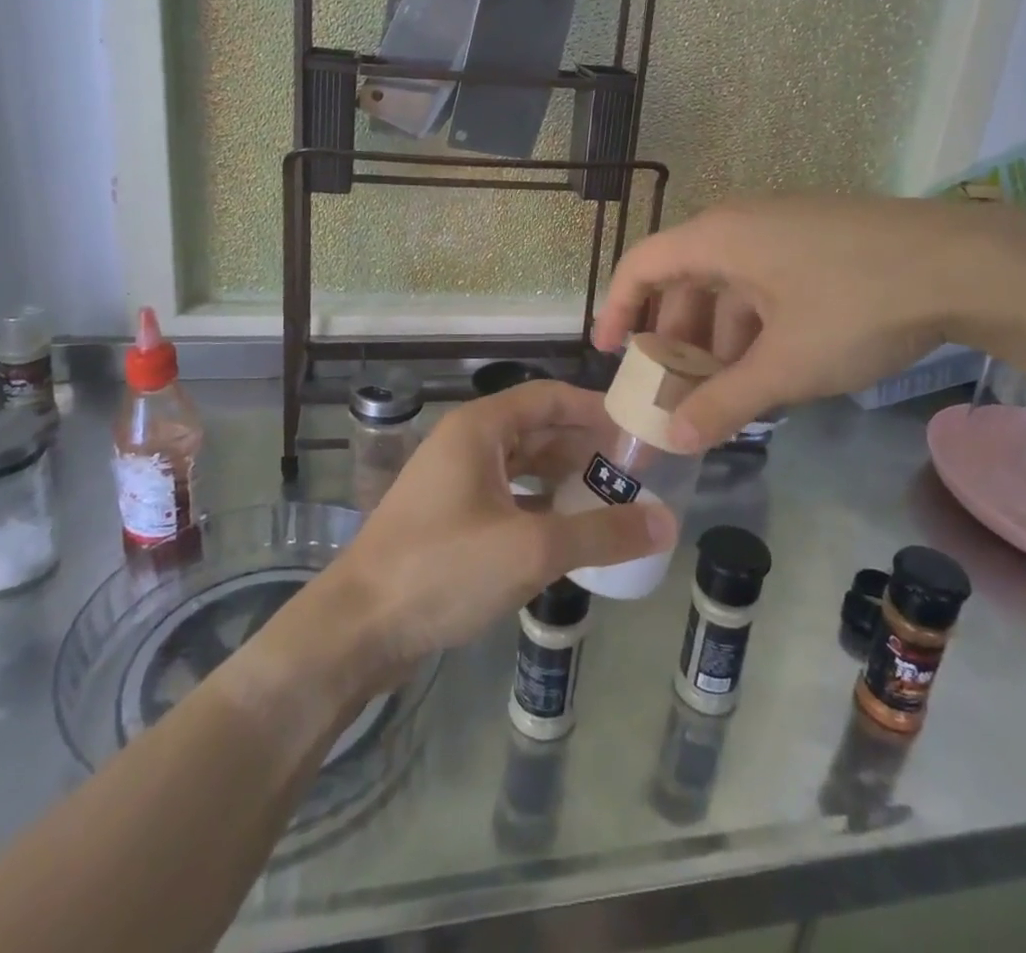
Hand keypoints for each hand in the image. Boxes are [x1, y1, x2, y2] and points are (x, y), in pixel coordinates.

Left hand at [325, 381, 676, 676]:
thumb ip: (602, 533)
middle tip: (635, 471)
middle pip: (537, 430)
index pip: (549, 397)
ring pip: (522, 466)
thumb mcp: (532, 550)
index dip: (595, 409)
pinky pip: (507, 497)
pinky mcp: (449, 518)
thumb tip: (668, 523)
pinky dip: (540, 506)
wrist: (357, 628)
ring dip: (564, 478)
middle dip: (585, 447)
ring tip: (611, 500)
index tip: (638, 429)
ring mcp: (454, 481)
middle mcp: (466, 443)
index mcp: (479, 428)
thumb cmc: (443, 570)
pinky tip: (568, 533)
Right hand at [595, 195, 989, 449]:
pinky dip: (755, 324)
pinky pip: (765, 281)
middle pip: (685, 278)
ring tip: (727, 389)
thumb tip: (674, 440)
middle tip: (673, 385)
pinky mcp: (820, 240)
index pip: (641, 265)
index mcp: (718, 238)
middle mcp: (743, 223)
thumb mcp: (784, 366)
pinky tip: (774, 366)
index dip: (617, 308)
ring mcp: (785, 228)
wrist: (968, 264)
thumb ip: (723, 404)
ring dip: (719, 337)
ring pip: (729, 284)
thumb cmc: (855, 306)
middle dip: (675, 336)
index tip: (608, 353)